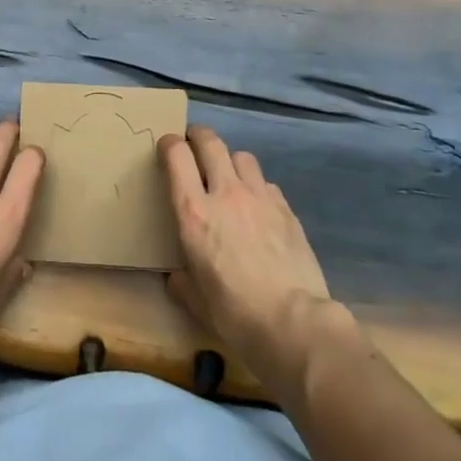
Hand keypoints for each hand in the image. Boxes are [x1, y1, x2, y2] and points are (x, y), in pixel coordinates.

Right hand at [161, 125, 344, 397]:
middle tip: (193, 144)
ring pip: (242, 155)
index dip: (169, 144)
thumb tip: (177, 276)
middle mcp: (225, 193)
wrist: (295, 324)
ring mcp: (259, 197)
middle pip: (210, 142)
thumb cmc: (236, 315)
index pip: (177, 155)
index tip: (166, 147)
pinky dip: (257, 187)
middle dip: (198, 136)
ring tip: (229, 176)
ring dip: (230, 160)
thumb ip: (182, 281)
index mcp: (194, 212)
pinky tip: (258, 207)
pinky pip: (266, 183)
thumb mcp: (197, 302)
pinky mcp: (286, 208)